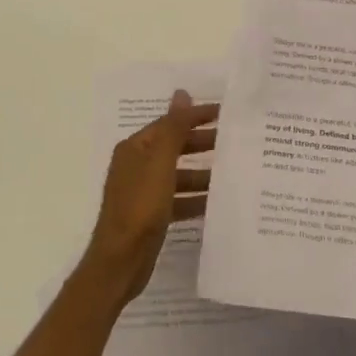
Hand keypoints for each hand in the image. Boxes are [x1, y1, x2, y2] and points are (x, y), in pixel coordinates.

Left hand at [80, 90, 217, 305]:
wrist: (120, 262)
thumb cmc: (140, 207)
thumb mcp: (160, 163)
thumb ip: (173, 128)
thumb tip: (181, 93)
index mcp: (136, 148)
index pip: (170, 123)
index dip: (196, 116)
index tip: (225, 113)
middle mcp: (137, 166)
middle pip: (175, 147)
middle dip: (202, 143)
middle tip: (235, 141)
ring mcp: (143, 192)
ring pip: (178, 175)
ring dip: (202, 173)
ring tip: (232, 173)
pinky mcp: (151, 216)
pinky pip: (178, 200)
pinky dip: (195, 199)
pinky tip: (217, 203)